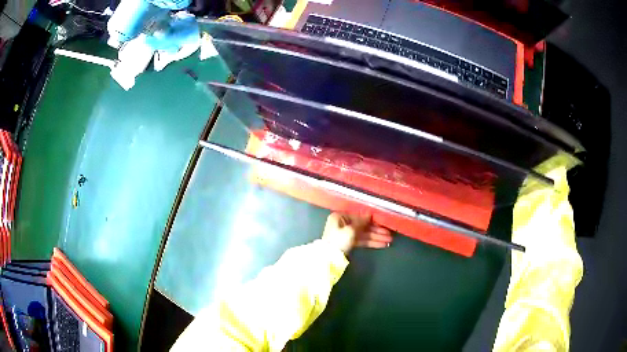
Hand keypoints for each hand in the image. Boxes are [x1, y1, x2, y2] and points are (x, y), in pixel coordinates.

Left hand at [322, 212, 392, 253]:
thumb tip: (369, 213)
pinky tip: (382, 244)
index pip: (359, 217)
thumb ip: (361, 221)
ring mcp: (346, 234)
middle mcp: (343, 223)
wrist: (329, 258)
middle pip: (363, 226)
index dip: (372, 220)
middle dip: (377, 230)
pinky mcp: (349, 243)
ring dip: (376, 237)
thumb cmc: (338, 240)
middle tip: (389, 234)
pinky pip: (362, 241)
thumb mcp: (351, 230)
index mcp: (340, 216)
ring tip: (389, 240)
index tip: (383, 222)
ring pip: (364, 234)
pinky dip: (371, 242)